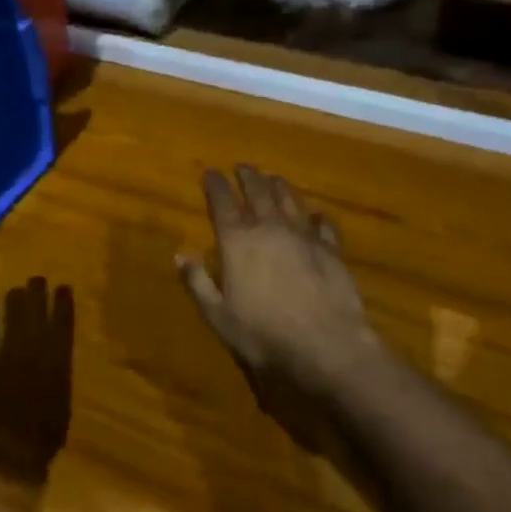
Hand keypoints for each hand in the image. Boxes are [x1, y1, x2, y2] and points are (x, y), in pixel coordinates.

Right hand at [178, 166, 383, 412]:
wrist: (325, 345)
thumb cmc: (263, 334)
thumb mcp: (218, 315)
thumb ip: (198, 282)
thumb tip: (179, 254)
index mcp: (238, 241)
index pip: (222, 202)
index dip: (215, 185)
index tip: (210, 172)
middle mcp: (270, 228)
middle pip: (258, 192)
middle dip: (248, 177)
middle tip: (243, 166)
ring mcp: (303, 236)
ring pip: (289, 200)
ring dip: (279, 187)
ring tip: (273, 178)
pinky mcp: (331, 249)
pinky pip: (323, 225)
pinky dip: (318, 217)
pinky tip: (318, 215)